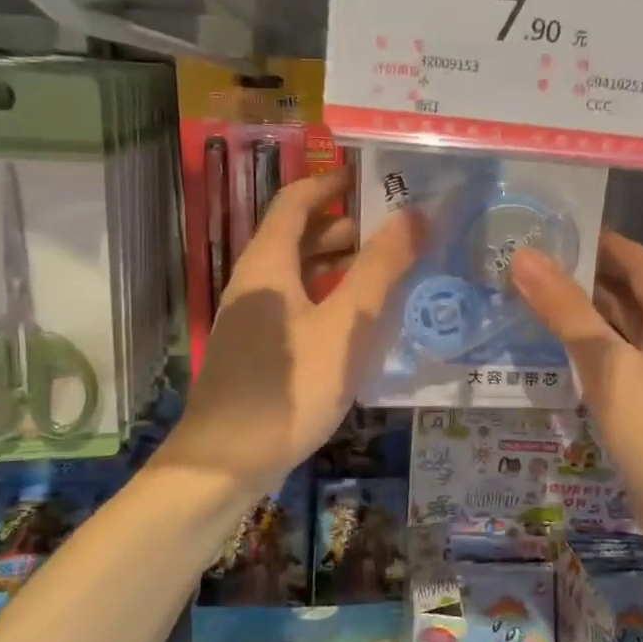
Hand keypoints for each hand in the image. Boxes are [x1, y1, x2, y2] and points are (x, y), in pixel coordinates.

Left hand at [164, 170, 422, 488]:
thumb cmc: (290, 386)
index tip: (369, 179)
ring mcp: (252, 320)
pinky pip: (296, 306)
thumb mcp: (346, 325)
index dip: (329, 185)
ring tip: (384, 273)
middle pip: (296, 237)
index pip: (295, 202)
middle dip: (342, 227)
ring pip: (297, 275)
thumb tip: (415, 214)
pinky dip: (326, 298)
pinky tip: (356, 323)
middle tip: (393, 232)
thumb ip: (381, 269)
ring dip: (337, 266)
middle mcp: (254, 283)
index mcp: (267, 263)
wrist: (227, 462)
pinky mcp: (257, 351)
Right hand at [510, 232, 642, 571]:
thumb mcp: (609, 364)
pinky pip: (612, 373)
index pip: (637, 263)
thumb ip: (566, 311)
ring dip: (581, 321)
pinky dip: (584, 360)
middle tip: (529, 267)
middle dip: (584, 280)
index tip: (556, 230)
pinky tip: (551, 363)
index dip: (603, 242)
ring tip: (529, 305)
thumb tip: (524, 256)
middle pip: (627, 298)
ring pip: (617, 337)